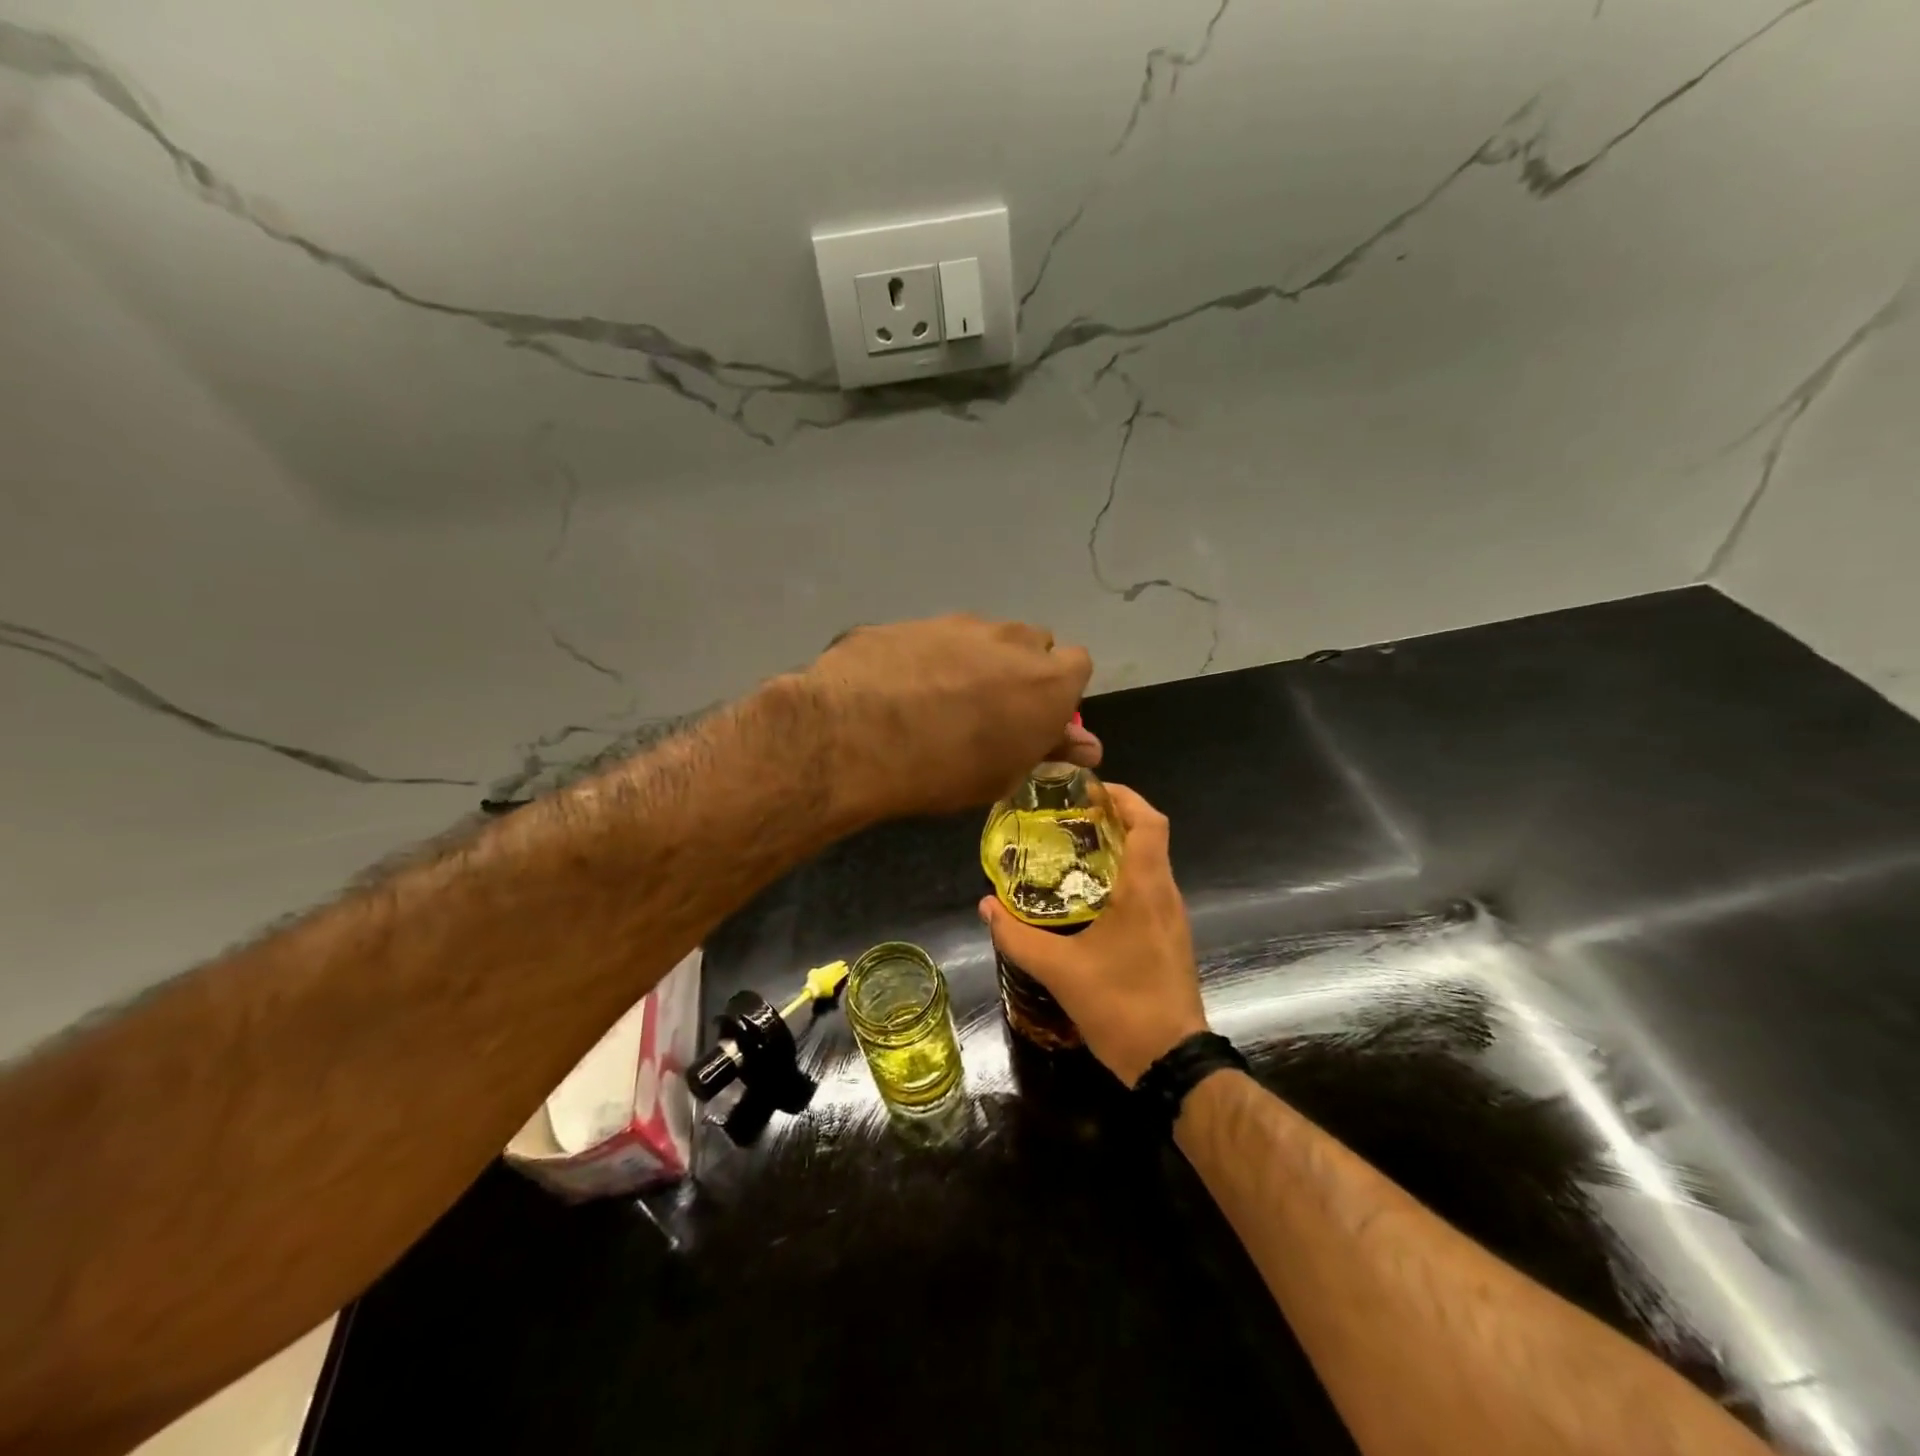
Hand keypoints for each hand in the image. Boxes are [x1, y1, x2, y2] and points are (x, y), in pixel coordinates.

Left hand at [796, 615, 1098, 820]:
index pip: (1077, 665)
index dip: (1058, 693)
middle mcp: (1010, 639)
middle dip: (1018, 671)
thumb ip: (1049, 749)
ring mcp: (957, 623)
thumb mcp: (1004, 774)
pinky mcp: (909, 621)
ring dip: (973, 661)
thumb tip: (1088, 746)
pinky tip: (898, 690)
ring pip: (981, 637)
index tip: (1034, 720)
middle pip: (1030, 644)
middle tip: (988, 711)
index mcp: (1047, 679)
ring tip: (936, 702)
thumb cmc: (946, 768)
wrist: (856, 734)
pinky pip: (932, 638)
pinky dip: (926, 659)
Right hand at [979, 784, 1207, 1085]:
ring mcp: (1172, 917)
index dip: (1123, 796)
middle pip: (1149, 836)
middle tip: (1067, 817)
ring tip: (1071, 849)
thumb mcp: (1059, 971)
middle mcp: (1165, 894)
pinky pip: (1149, 889)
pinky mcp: (1170, 938)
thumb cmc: (1121, 1005)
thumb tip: (985, 906)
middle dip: (1113, 817)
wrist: (1172, 1062)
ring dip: (1118, 847)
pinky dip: (1123, 876)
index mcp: (1145, 889)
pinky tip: (1088, 895)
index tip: (1088, 790)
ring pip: (1150, 863)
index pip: (1149, 821)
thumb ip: (1018, 936)